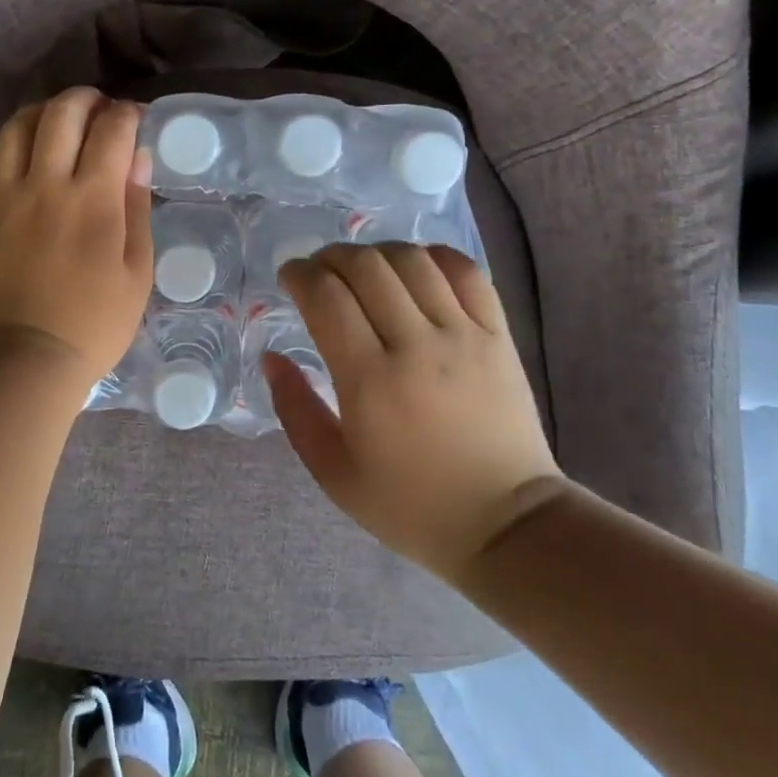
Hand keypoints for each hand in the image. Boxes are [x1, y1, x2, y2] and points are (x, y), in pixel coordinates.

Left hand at [0, 88, 153, 394]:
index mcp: (92, 198)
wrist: (25, 356)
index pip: (111, 130)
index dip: (127, 114)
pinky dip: (16, 151)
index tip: (136, 117)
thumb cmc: (95, 322)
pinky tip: (30, 166)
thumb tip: (136, 158)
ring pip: (18, 127)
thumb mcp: (136, 271)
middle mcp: (46, 184)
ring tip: (60, 124)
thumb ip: (136, 207)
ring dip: (44, 113)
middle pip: (61, 113)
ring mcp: (6, 195)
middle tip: (100, 109)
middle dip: (86, 99)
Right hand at [262, 243, 562, 582]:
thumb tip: (272, 357)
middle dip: (331, 257)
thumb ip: (295, 409)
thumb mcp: (333, 471)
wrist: (505, 524)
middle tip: (319, 272)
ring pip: (413, 261)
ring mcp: (463, 335)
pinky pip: (468, 273)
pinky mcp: (498, 336)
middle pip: (365, 266)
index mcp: (369, 380)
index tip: (289, 278)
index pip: (326, 296)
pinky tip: (416, 266)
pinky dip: (435, 256)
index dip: (299, 274)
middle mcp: (416, 345)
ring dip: (377, 252)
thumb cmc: (410, 505)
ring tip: (363, 269)